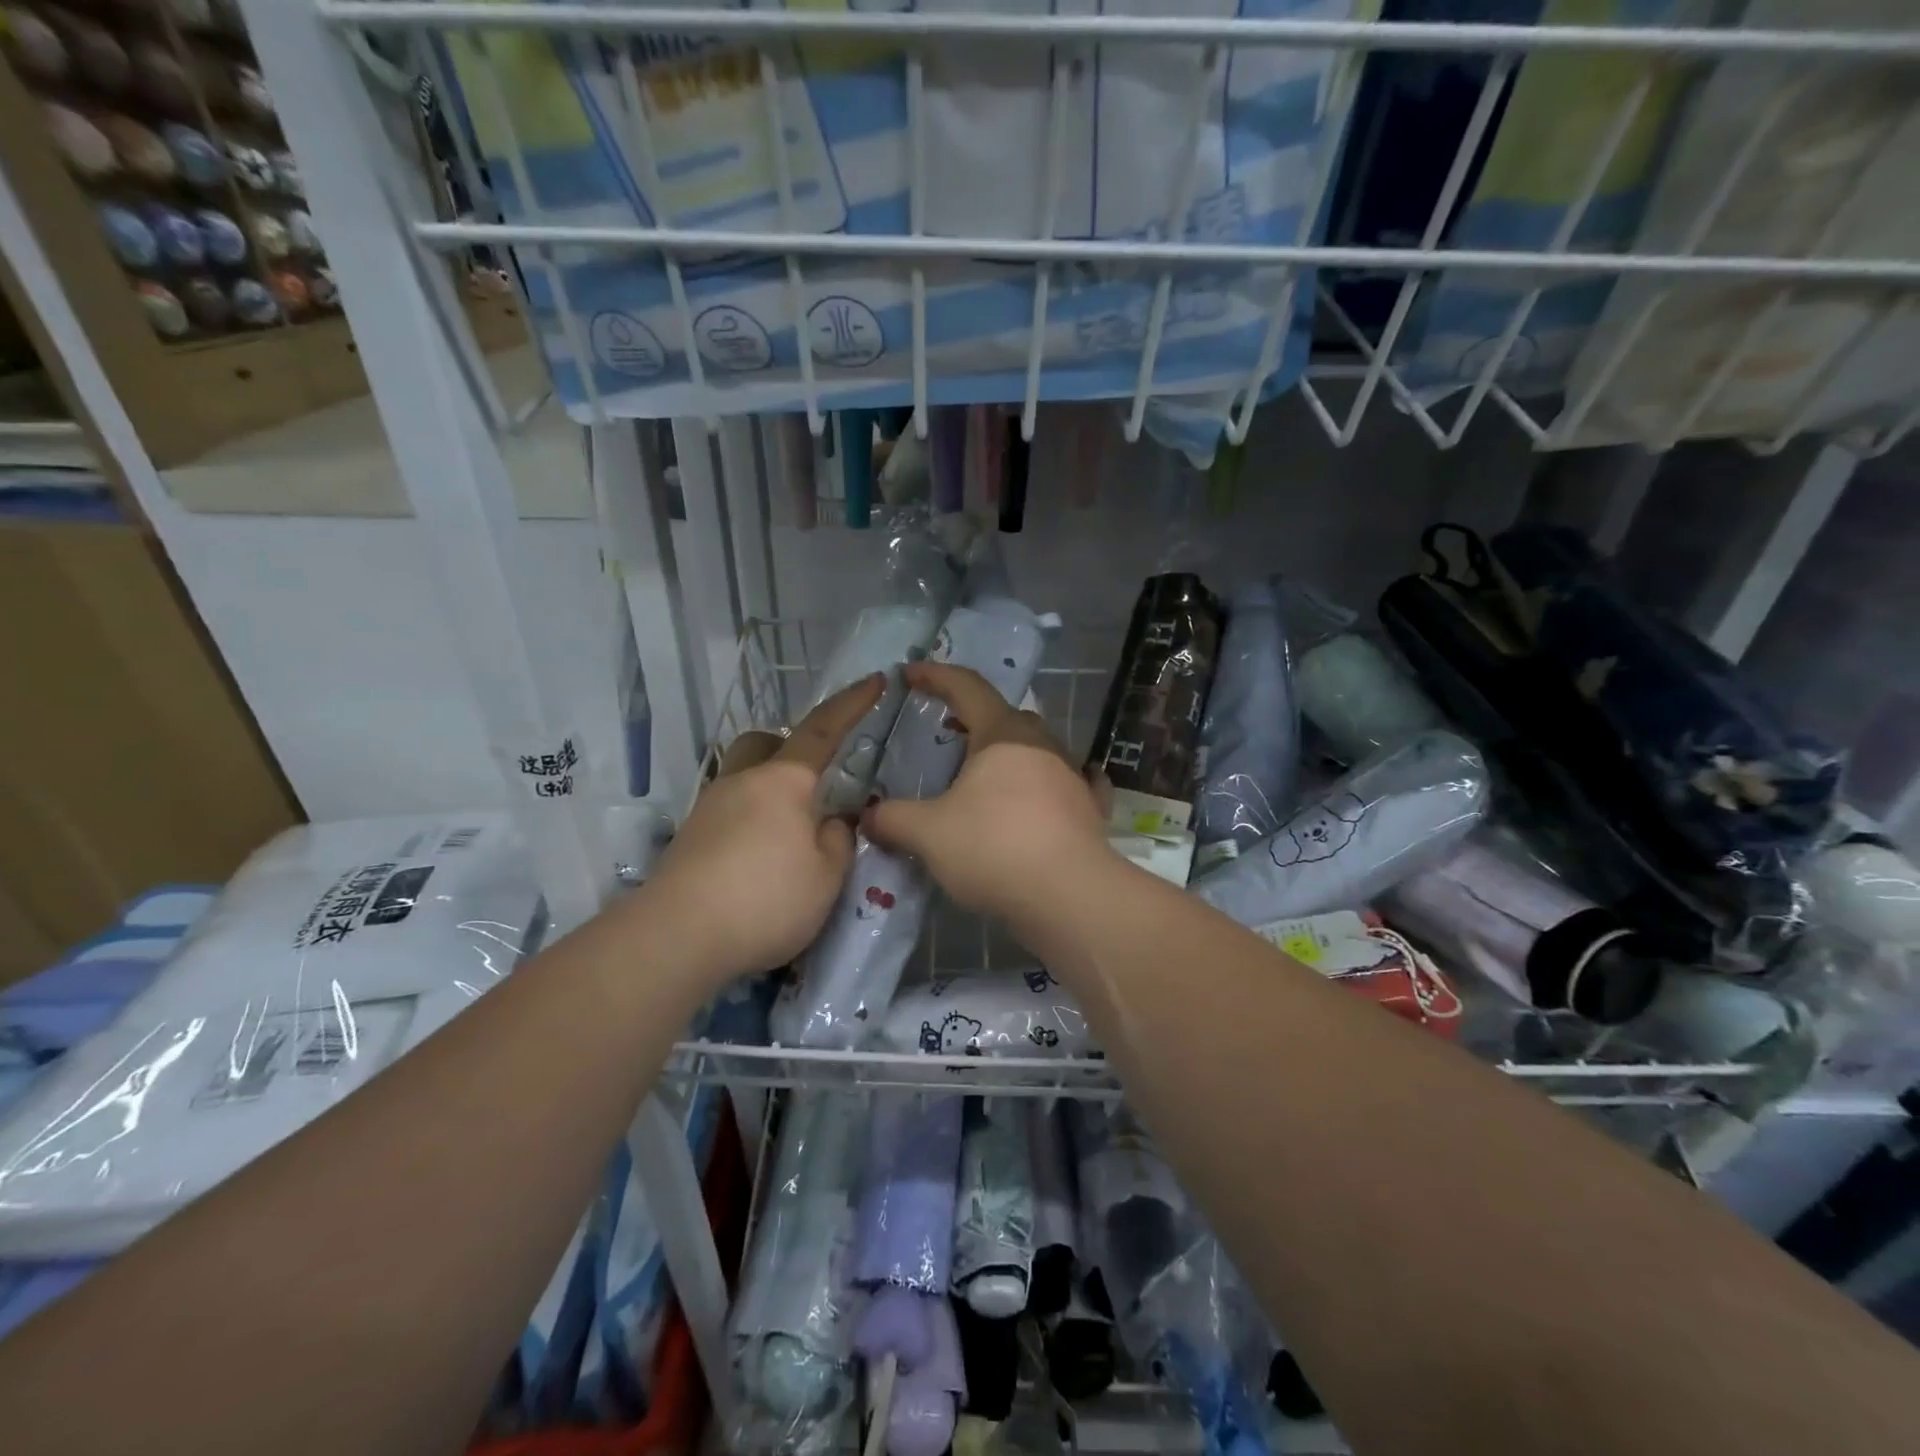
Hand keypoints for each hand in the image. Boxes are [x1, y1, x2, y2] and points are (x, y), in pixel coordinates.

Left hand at [642, 675, 882, 980]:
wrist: (677, 937)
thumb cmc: (766, 900)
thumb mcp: (826, 877)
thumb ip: (837, 841)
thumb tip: (830, 823)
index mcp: (784, 782)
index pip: (823, 730)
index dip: (852, 703)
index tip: (875, 680)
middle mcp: (742, 782)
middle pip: (764, 742)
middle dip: (790, 747)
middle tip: (813, 780)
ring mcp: (709, 808)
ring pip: (742, 776)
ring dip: (769, 790)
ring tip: (790, 834)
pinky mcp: (688, 839)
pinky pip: (727, 811)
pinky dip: (750, 821)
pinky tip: (760, 859)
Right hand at [861, 662, 1109, 922]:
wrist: (1069, 895)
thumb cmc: (993, 848)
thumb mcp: (929, 834)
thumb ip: (893, 819)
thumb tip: (867, 816)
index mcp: (1002, 733)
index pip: (966, 687)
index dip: (935, 676)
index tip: (910, 674)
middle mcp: (1041, 743)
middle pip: (1004, 716)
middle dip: (973, 718)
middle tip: (947, 734)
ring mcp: (1072, 774)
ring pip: (1036, 749)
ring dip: (1010, 753)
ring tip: (986, 775)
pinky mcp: (1090, 808)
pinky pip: (1071, 782)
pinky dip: (1053, 781)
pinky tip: (1051, 791)